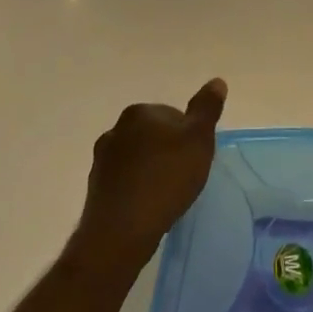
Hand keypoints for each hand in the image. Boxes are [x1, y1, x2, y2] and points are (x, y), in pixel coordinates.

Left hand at [76, 80, 226, 263]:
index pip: (173, 115)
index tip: (196, 158)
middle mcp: (116, 129)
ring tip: (167, 194)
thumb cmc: (166, 179)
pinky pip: (125, 179)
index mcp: (139, 112)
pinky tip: (148, 206)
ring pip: (138, 157)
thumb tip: (216, 81)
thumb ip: (207, 108)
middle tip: (185, 176)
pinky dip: (137, 187)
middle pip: (154, 134)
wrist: (122, 230)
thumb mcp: (199, 139)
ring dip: (152, 169)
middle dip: (169, 151)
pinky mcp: (96, 186)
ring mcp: (102, 158)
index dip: (189, 136)